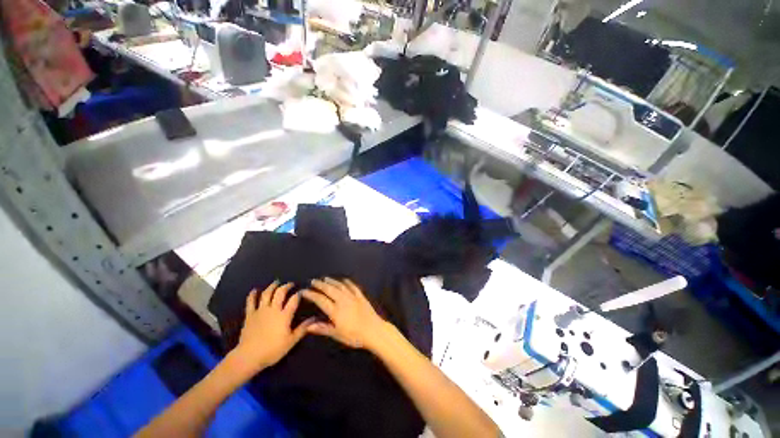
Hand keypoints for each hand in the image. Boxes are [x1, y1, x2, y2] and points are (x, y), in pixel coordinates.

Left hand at [232, 282, 314, 371]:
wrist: (248, 357)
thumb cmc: (272, 350)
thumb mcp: (291, 341)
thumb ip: (303, 329)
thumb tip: (315, 318)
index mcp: (284, 315)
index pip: (294, 299)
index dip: (299, 293)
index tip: (302, 291)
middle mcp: (273, 309)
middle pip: (280, 292)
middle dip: (286, 286)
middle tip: (290, 284)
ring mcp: (260, 311)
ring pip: (267, 294)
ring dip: (272, 286)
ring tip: (276, 282)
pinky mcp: (249, 315)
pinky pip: (250, 302)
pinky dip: (252, 295)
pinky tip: (254, 290)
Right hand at [302, 278, 388, 349]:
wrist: (374, 330)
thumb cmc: (354, 335)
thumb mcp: (337, 334)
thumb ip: (322, 329)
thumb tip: (308, 326)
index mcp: (335, 311)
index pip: (321, 300)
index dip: (312, 295)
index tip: (304, 291)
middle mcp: (343, 300)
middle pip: (330, 289)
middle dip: (320, 284)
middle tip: (313, 281)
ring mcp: (353, 297)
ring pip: (340, 286)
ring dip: (332, 281)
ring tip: (325, 278)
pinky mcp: (361, 296)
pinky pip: (353, 286)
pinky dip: (347, 282)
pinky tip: (344, 280)